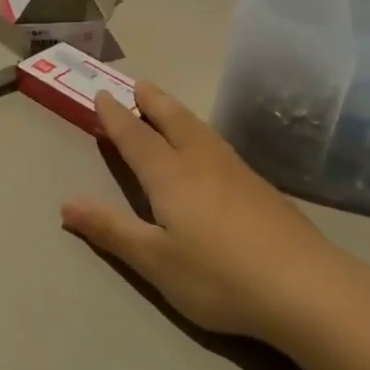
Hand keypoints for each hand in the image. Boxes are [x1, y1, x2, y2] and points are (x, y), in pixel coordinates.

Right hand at [60, 82, 341, 338]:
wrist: (303, 285)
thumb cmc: (218, 275)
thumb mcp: (155, 260)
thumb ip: (111, 229)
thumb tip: (66, 203)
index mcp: (171, 175)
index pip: (136, 137)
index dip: (115, 117)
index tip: (101, 95)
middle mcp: (202, 161)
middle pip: (172, 120)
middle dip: (151, 102)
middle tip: (138, 84)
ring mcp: (236, 171)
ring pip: (200, 129)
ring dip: (177, 112)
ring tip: (167, 106)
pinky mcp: (260, 186)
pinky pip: (218, 144)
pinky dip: (201, 132)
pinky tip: (209, 147)